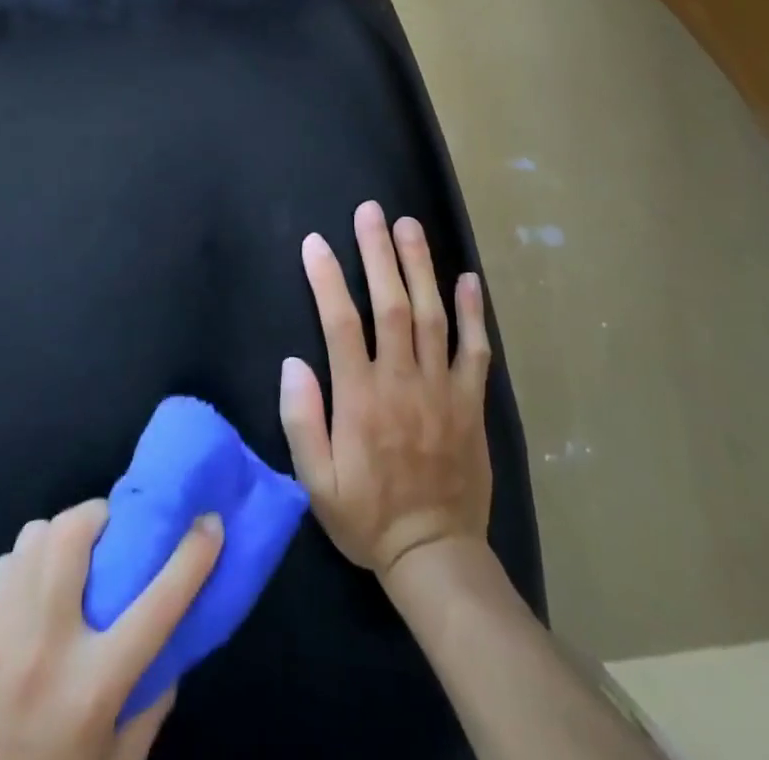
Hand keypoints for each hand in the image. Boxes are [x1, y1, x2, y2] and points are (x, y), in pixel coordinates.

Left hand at [0, 499, 223, 759]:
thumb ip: (152, 698)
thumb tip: (174, 635)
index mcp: (94, 686)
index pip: (158, 602)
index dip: (192, 555)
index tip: (210, 522)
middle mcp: (47, 646)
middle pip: (75, 535)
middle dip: (99, 517)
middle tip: (110, 533)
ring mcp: (0, 633)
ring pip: (36, 537)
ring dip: (61, 537)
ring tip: (68, 561)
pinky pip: (4, 564)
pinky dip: (25, 564)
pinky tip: (30, 592)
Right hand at [279, 200, 492, 578]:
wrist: (435, 556)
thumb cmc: (367, 517)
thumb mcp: (316, 483)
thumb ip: (302, 421)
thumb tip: (293, 362)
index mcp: (361, 399)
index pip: (341, 324)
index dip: (328, 279)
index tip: (316, 242)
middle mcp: (403, 382)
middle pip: (392, 305)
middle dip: (379, 253)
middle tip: (371, 212)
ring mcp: (443, 389)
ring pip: (433, 315)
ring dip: (421, 266)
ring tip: (410, 226)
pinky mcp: (471, 402)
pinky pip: (475, 350)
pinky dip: (474, 313)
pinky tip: (469, 279)